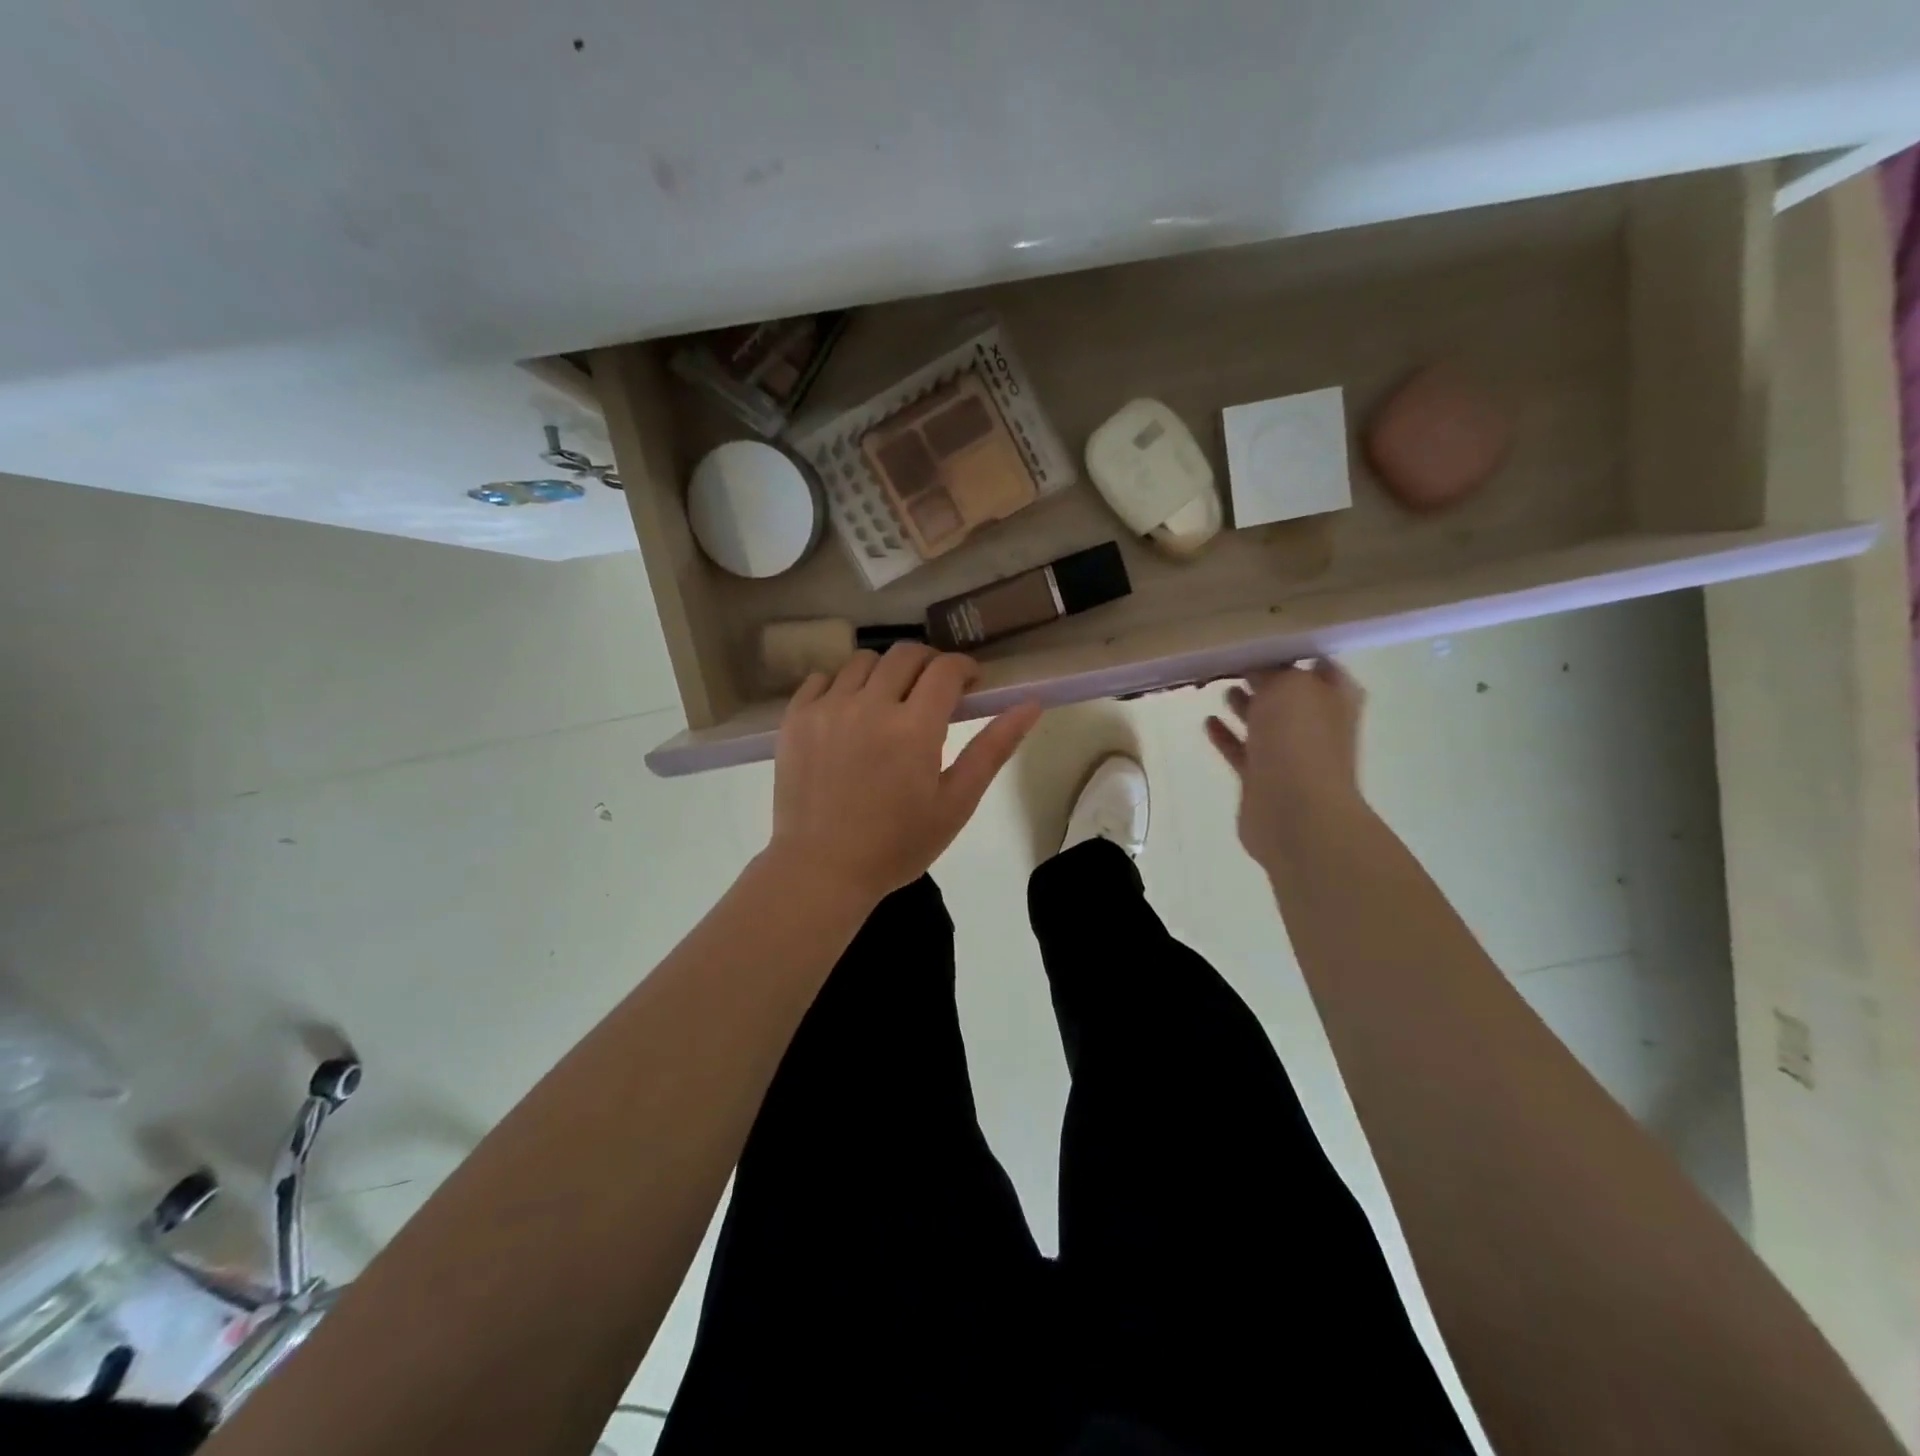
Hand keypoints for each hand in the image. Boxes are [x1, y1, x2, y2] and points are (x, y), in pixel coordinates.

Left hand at [767, 643, 1043, 904]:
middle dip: (929, 664)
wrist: (822, 869)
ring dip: (886, 673)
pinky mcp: (796, 719)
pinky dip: (842, 686)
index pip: (945, 668)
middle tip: (934, 694)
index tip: (970, 685)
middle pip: (905, 654)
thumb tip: (1030, 704)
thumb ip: (993, 749)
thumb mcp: (956, 803)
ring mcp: (827, 709)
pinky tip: (849, 714)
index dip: (964, 668)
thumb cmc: (897, 844)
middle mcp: (869, 706)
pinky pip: (822, 678)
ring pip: (863, 661)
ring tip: (890, 704)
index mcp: (914, 728)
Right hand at [1204, 658, 1369, 869]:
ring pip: (1265, 722)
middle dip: (1264, 677)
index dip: (1290, 649)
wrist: (1296, 814)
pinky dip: (1227, 736)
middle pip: (1288, 693)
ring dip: (1246, 705)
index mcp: (1334, 696)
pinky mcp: (1263, 779)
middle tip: (1231, 659)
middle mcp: (1317, 723)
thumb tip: (1258, 669)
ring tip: (1221, 686)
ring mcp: (1290, 754)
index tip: (1256, 636)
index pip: (1315, 662)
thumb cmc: (1300, 742)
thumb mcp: (1288, 686)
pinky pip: (1242, 750)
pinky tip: (1208, 722)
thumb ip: (1273, 671)